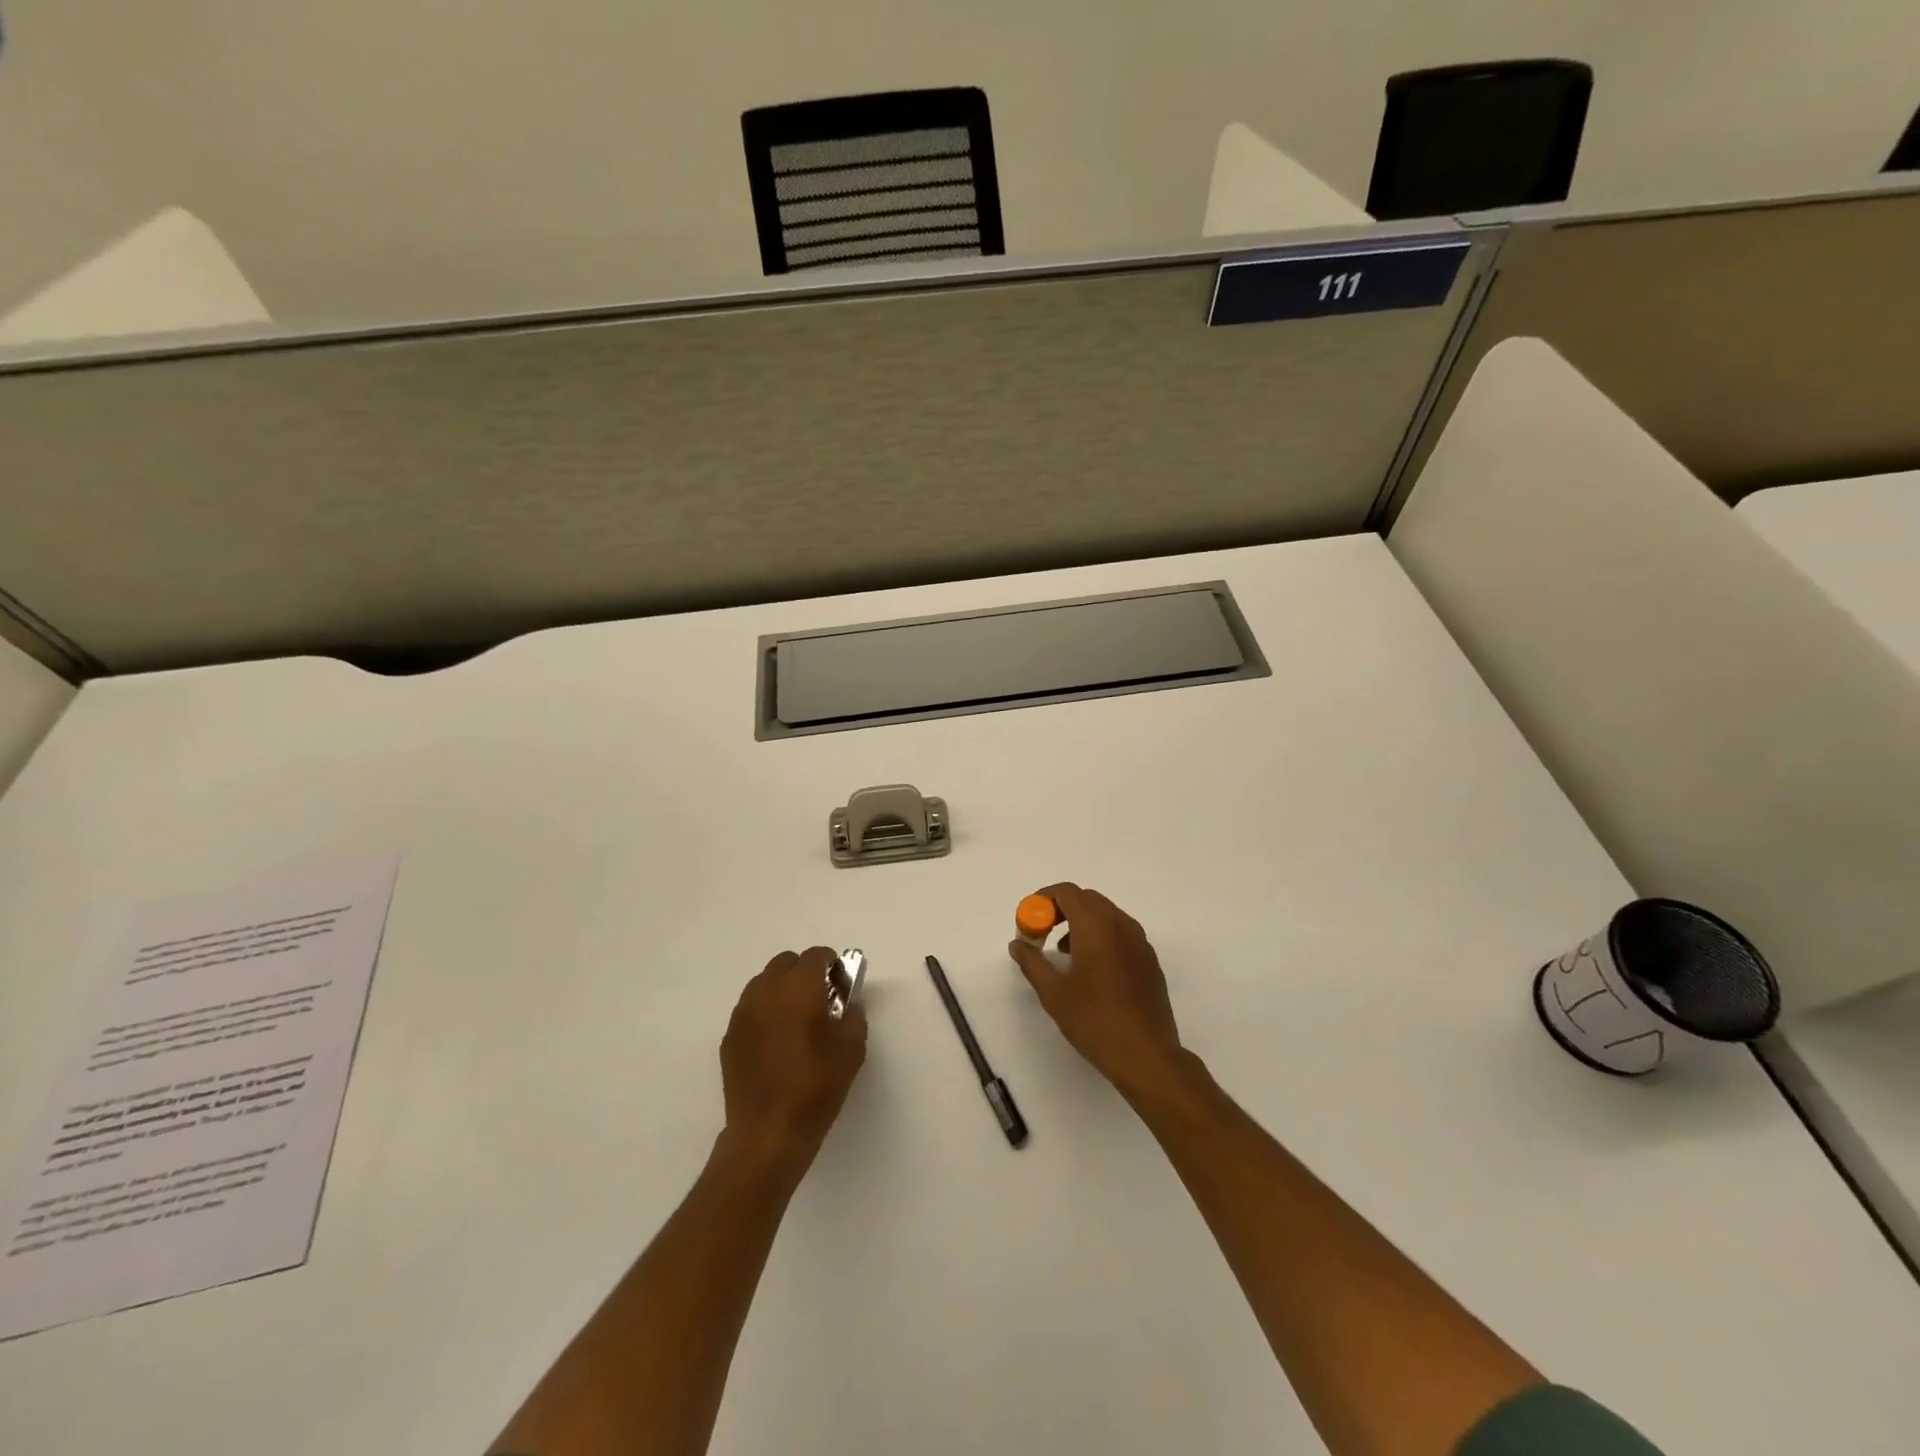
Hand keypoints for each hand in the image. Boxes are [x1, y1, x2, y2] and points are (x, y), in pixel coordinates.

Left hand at [719, 947, 867, 1175]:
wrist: (768, 1132)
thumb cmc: (817, 1087)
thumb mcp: (852, 1050)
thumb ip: (853, 1017)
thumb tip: (848, 1005)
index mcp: (800, 988)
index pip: (816, 956)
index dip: (831, 963)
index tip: (840, 982)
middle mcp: (767, 991)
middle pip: (785, 962)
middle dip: (804, 972)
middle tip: (819, 998)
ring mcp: (743, 1013)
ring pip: (764, 983)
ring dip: (782, 989)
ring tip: (795, 1019)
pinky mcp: (730, 1036)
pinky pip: (750, 1009)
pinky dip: (765, 1012)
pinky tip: (776, 1041)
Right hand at [1009, 884, 1186, 1101]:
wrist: (1146, 1056)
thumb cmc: (1094, 1021)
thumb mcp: (1053, 993)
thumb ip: (1032, 962)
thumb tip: (1017, 945)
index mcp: (1096, 926)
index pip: (1067, 892)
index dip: (1043, 899)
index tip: (1029, 919)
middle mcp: (1121, 925)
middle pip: (1087, 899)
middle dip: (1061, 909)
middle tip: (1043, 933)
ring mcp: (1140, 941)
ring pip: (1106, 914)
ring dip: (1081, 922)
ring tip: (1063, 953)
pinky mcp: (1149, 959)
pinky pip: (1121, 932)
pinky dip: (1101, 935)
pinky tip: (1091, 968)